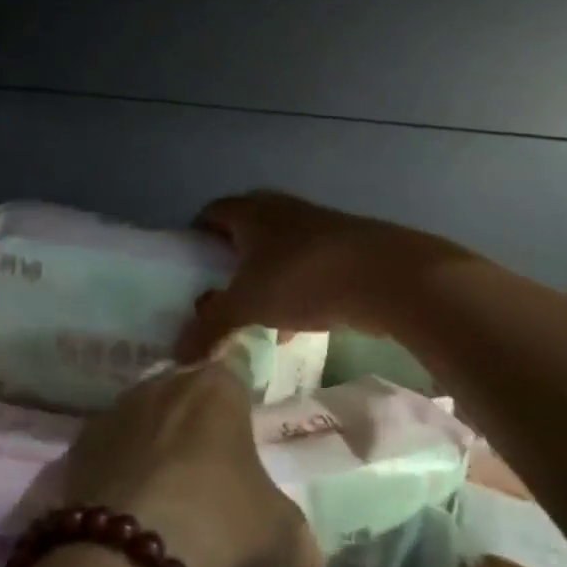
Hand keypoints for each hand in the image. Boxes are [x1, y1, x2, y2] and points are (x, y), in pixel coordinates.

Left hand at [59, 358, 323, 566]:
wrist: (129, 558)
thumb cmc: (222, 527)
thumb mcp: (284, 539)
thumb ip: (296, 536)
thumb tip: (305, 557)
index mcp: (217, 388)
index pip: (236, 367)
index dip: (242, 390)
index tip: (246, 414)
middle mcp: (162, 384)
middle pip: (186, 390)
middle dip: (197, 418)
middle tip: (211, 462)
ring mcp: (115, 411)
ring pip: (143, 417)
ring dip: (154, 442)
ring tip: (167, 490)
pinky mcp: (79, 446)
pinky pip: (110, 450)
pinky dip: (120, 469)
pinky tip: (129, 506)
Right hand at [176, 191, 464, 362]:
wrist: (389, 276)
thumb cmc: (303, 278)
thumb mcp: (248, 305)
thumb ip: (210, 328)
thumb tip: (176, 356)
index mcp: (251, 212)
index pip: (211, 213)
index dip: (195, 238)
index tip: (188, 269)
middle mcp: (280, 210)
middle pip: (243, 231)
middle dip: (228, 262)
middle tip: (215, 293)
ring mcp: (316, 227)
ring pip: (276, 251)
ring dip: (262, 279)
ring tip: (250, 315)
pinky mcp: (344, 249)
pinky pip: (305, 268)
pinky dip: (292, 292)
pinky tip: (290, 328)